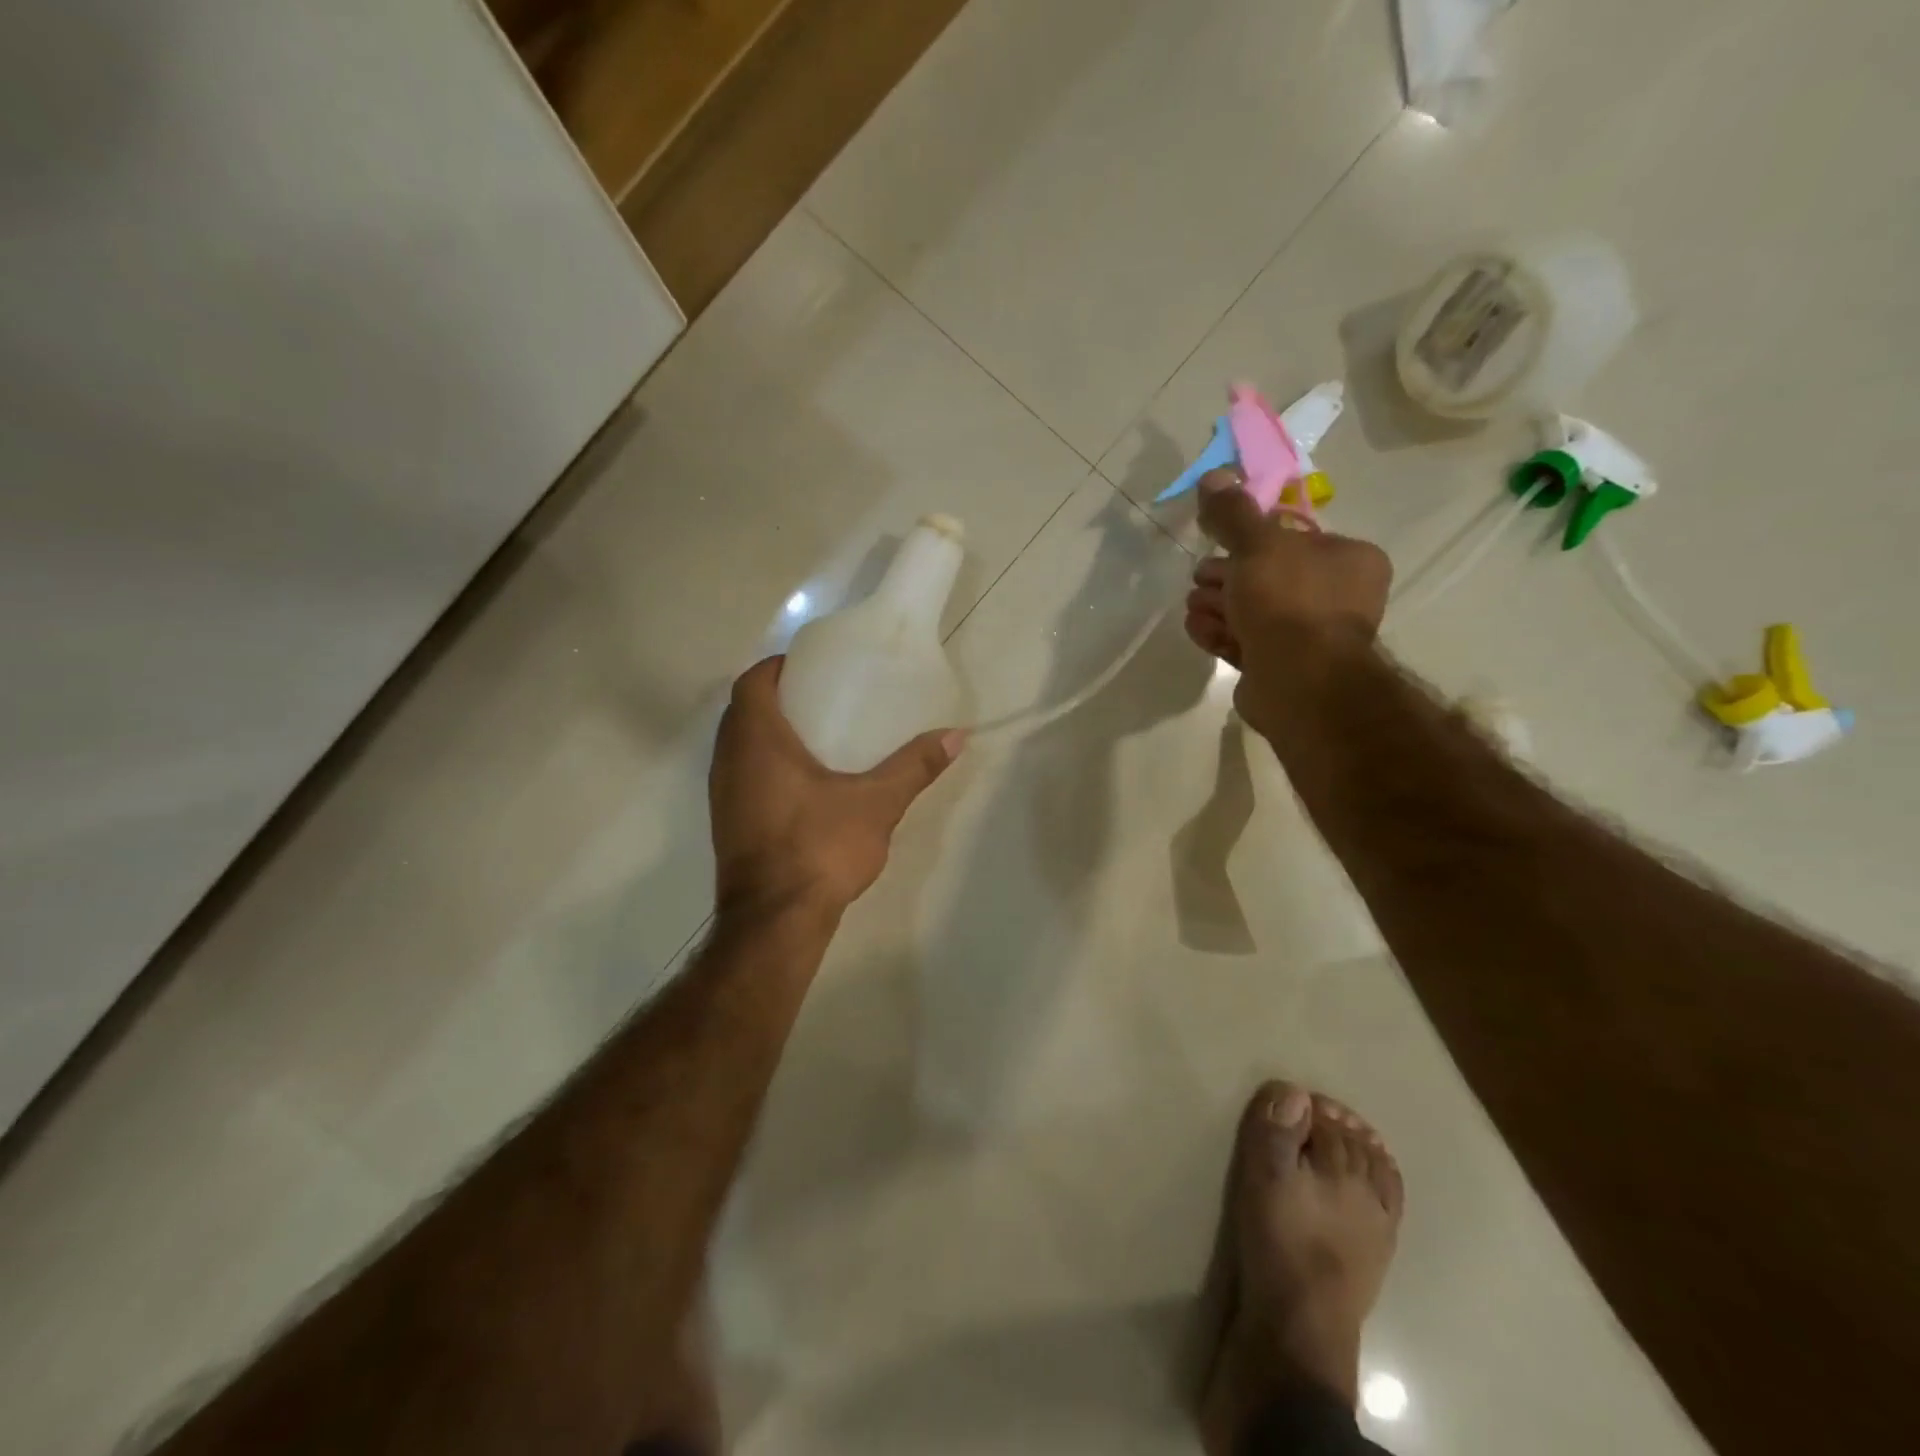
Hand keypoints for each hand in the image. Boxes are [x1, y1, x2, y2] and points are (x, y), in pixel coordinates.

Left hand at [709, 657, 964, 921]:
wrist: (776, 920)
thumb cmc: (820, 848)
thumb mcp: (877, 803)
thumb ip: (914, 766)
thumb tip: (957, 735)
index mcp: (757, 741)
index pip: (752, 682)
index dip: (777, 667)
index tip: (811, 666)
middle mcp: (729, 761)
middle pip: (741, 711)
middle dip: (776, 697)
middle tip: (821, 696)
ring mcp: (722, 794)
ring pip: (737, 745)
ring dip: (765, 732)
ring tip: (814, 733)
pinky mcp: (725, 823)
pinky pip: (739, 774)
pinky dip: (762, 763)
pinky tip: (800, 781)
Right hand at [1184, 467, 1391, 726]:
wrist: (1299, 682)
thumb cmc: (1288, 602)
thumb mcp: (1257, 545)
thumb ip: (1234, 513)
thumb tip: (1213, 476)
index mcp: (1348, 561)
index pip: (1292, 540)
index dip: (1249, 541)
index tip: (1217, 544)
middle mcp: (1336, 598)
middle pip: (1268, 577)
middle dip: (1226, 577)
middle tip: (1199, 578)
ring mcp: (1310, 638)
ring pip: (1253, 612)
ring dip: (1218, 606)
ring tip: (1193, 607)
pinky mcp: (1282, 670)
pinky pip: (1246, 643)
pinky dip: (1220, 634)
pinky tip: (1198, 630)